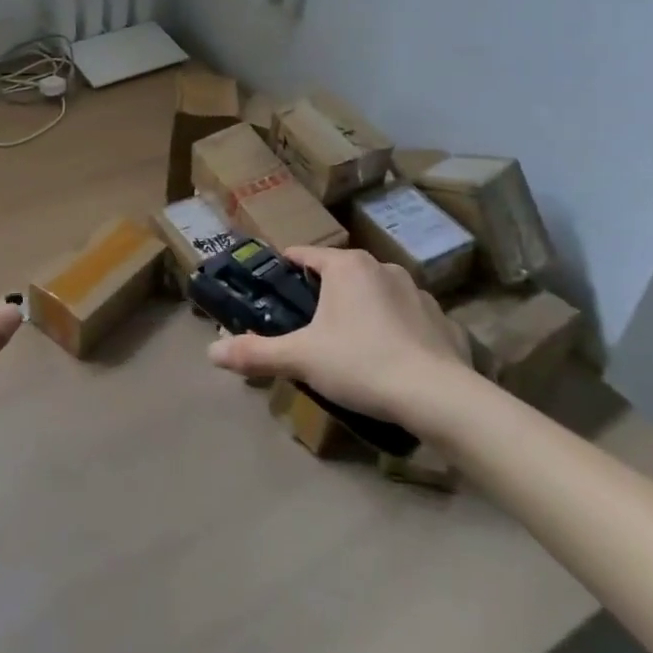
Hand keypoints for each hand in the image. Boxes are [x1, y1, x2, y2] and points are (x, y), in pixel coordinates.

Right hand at [207, 245, 479, 435]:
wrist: (439, 397)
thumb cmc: (361, 363)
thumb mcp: (301, 359)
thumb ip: (256, 353)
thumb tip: (211, 352)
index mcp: (346, 266)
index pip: (303, 255)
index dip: (284, 271)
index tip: (272, 292)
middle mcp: (381, 267)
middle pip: (339, 274)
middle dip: (322, 296)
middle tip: (306, 328)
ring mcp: (416, 291)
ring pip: (373, 293)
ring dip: (359, 310)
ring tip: (348, 346)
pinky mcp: (441, 318)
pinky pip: (404, 316)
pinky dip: (392, 329)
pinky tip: (388, 359)